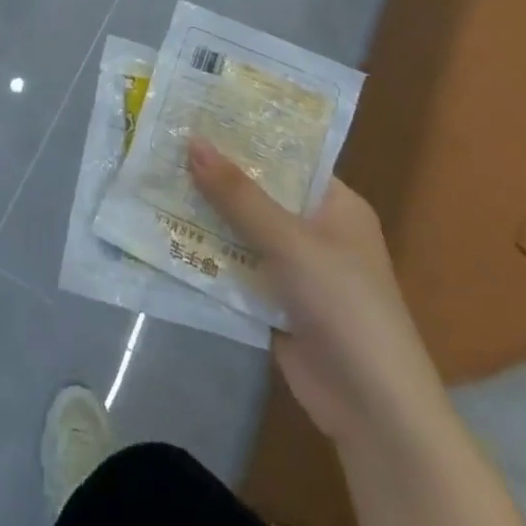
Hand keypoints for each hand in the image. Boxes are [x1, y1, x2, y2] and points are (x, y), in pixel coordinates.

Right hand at [188, 140, 444, 444]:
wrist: (374, 411)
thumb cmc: (345, 307)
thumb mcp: (290, 242)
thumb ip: (239, 195)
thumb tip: (192, 141)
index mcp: (334, 205)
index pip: (285, 156)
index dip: (243, 135)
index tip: (196, 113)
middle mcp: (314, 230)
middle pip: (257, 192)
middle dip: (213, 175)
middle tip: (161, 144)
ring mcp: (293, 269)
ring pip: (240, 230)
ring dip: (203, 215)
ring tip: (150, 181)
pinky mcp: (273, 303)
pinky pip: (234, 268)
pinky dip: (205, 255)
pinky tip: (162, 235)